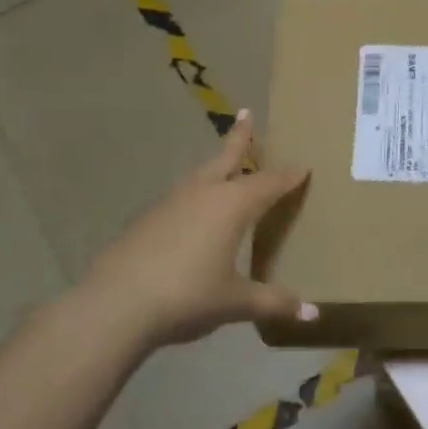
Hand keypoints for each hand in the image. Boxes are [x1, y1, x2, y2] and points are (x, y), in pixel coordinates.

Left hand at [69, 111, 312, 352]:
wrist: (115, 304)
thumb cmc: (188, 296)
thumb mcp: (237, 303)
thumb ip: (274, 302)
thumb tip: (312, 314)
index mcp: (232, 206)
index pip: (268, 184)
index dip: (288, 177)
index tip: (302, 167)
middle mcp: (202, 194)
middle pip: (226, 158)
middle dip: (240, 137)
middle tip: (246, 114)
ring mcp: (169, 203)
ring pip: (199, 175)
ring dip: (214, 166)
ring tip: (223, 164)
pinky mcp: (145, 219)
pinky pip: (179, 197)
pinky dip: (193, 196)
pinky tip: (191, 213)